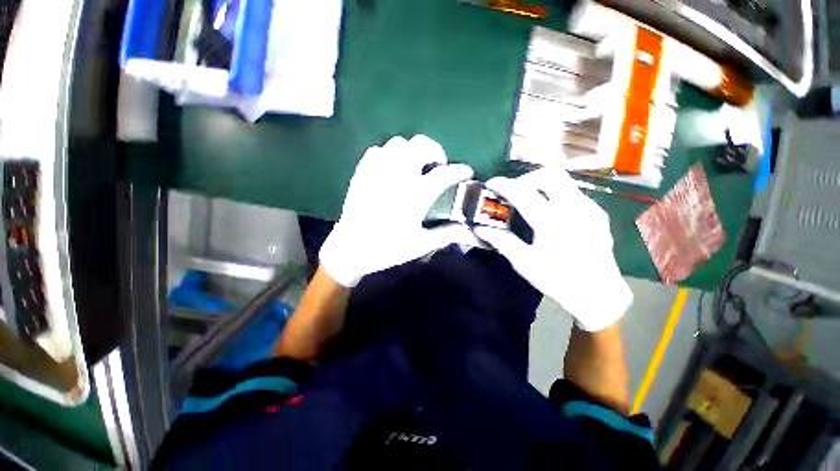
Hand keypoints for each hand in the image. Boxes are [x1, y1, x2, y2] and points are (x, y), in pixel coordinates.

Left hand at [319, 135, 476, 286]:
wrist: (351, 248)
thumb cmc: (387, 248)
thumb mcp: (420, 245)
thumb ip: (445, 235)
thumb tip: (464, 228)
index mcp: (416, 194)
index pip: (445, 173)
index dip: (461, 170)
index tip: (467, 172)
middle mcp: (399, 176)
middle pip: (422, 145)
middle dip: (436, 151)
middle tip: (438, 165)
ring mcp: (378, 171)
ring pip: (399, 143)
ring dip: (412, 151)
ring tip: (415, 165)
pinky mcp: (363, 172)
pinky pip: (378, 151)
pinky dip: (389, 154)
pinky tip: (392, 168)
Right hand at [473, 168, 631, 330]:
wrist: (599, 294)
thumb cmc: (557, 280)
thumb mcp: (525, 263)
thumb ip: (502, 241)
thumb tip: (481, 229)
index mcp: (551, 222)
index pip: (522, 192)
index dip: (503, 184)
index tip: (491, 184)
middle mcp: (573, 208)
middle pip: (549, 174)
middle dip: (526, 178)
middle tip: (514, 191)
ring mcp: (589, 208)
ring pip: (563, 180)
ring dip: (541, 184)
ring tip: (528, 199)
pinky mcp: (597, 213)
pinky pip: (573, 193)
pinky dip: (555, 194)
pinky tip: (549, 211)